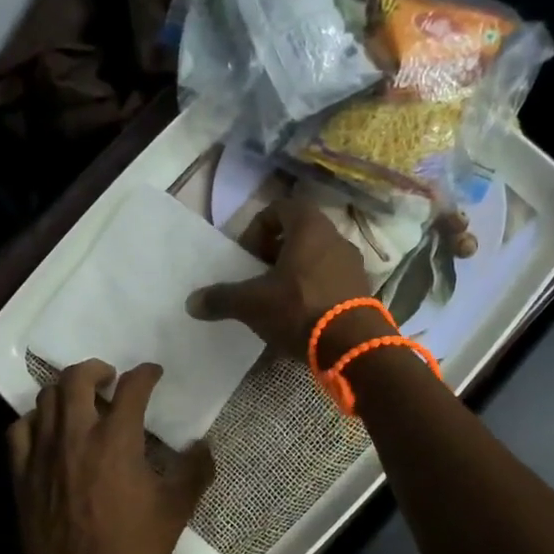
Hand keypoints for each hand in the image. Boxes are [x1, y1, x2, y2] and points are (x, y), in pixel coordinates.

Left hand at [8, 360, 215, 553]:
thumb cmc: (131, 548)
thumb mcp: (175, 511)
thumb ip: (194, 472)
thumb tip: (204, 445)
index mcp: (117, 440)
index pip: (132, 388)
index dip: (146, 374)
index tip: (152, 374)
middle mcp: (76, 435)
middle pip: (77, 378)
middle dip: (96, 369)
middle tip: (109, 379)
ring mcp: (43, 452)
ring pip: (46, 398)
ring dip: (66, 390)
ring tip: (80, 401)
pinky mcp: (22, 473)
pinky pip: (20, 429)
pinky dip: (35, 419)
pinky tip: (47, 429)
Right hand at [186, 198, 372, 359]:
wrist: (352, 345)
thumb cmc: (299, 309)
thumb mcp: (252, 303)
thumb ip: (222, 298)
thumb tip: (192, 302)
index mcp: (310, 228)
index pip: (282, 208)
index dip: (259, 227)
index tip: (248, 254)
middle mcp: (336, 239)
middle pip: (300, 234)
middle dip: (276, 252)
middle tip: (259, 276)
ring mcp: (353, 265)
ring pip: (317, 258)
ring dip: (295, 273)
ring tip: (278, 299)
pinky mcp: (362, 291)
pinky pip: (331, 281)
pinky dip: (313, 291)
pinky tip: (300, 317)